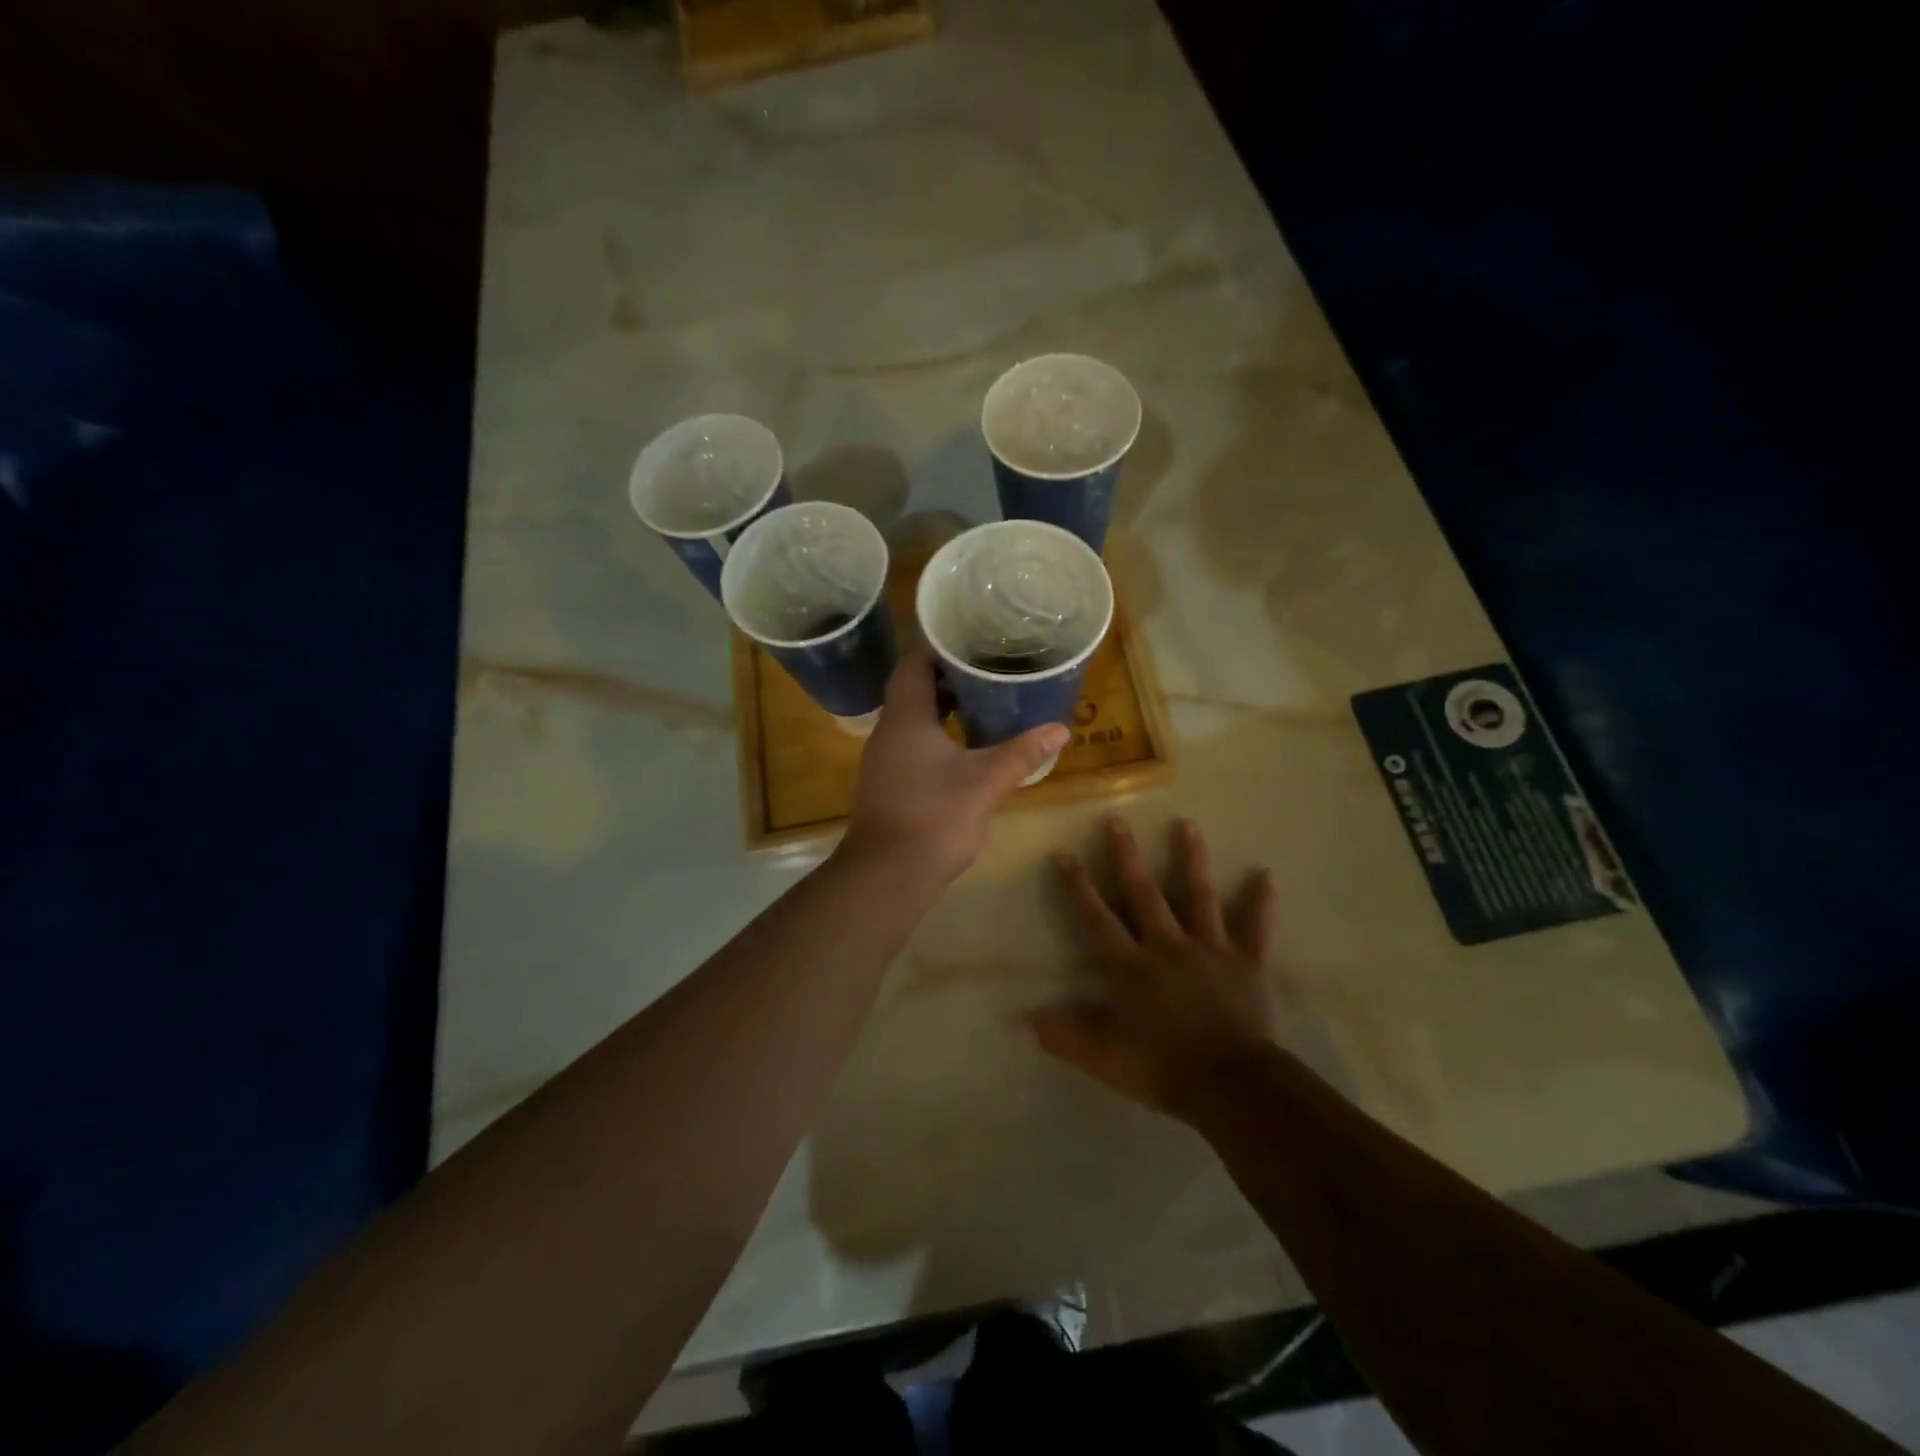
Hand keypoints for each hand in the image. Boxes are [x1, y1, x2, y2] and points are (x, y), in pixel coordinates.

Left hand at [844, 644, 1069, 882]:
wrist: (887, 874)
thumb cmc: (934, 817)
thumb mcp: (985, 781)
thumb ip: (1022, 753)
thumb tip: (1060, 729)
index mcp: (905, 718)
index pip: (913, 663)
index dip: (938, 645)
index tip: (970, 635)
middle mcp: (889, 731)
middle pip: (914, 688)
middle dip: (948, 675)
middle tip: (987, 665)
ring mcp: (885, 758)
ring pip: (914, 717)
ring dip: (944, 706)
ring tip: (984, 698)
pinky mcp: (889, 782)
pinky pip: (913, 742)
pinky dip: (938, 733)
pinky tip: (967, 744)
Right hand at [1030, 816, 1279, 1122]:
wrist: (1233, 1086)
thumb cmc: (1163, 1068)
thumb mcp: (1104, 1058)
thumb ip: (1064, 1035)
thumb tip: (1022, 1019)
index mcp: (1131, 966)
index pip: (1097, 918)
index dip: (1078, 886)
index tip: (1063, 853)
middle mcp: (1167, 945)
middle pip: (1144, 893)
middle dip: (1127, 856)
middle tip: (1117, 820)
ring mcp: (1210, 949)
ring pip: (1199, 896)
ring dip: (1192, 860)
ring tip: (1187, 824)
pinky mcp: (1247, 962)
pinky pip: (1255, 927)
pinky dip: (1261, 902)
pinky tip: (1266, 875)